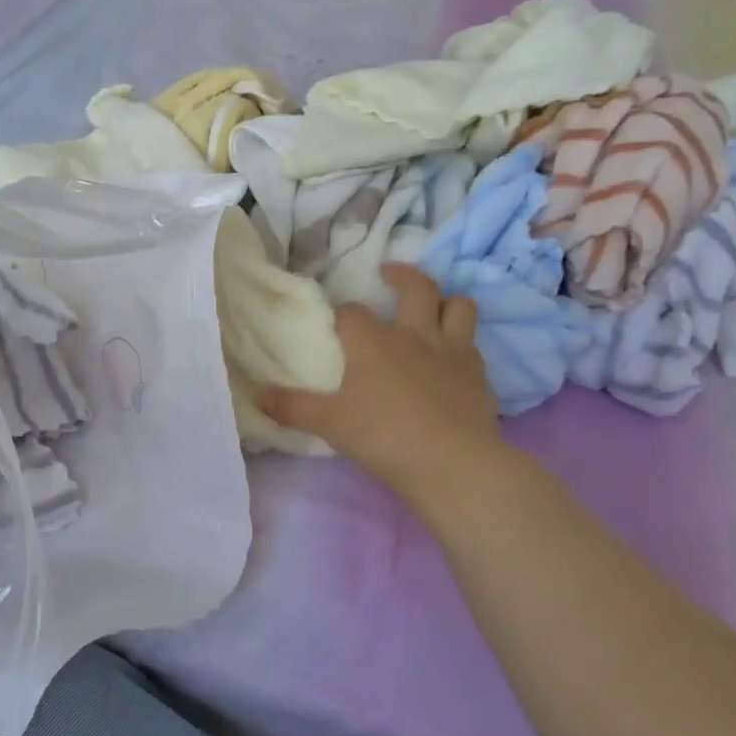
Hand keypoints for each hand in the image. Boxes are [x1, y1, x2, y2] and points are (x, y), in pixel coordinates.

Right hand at [259, 264, 507, 506]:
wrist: (451, 462)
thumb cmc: (383, 437)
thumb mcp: (329, 424)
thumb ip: (293, 408)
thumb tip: (257, 396)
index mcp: (374, 343)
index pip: (352, 313)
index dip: (341, 313)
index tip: (334, 321)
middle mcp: (415, 336)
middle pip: (417, 287)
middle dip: (402, 275)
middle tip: (389, 273)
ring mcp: (453, 352)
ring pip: (459, 306)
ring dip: (445, 301)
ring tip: (432, 307)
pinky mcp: (478, 375)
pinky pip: (473, 345)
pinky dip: (462, 343)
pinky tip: (451, 359)